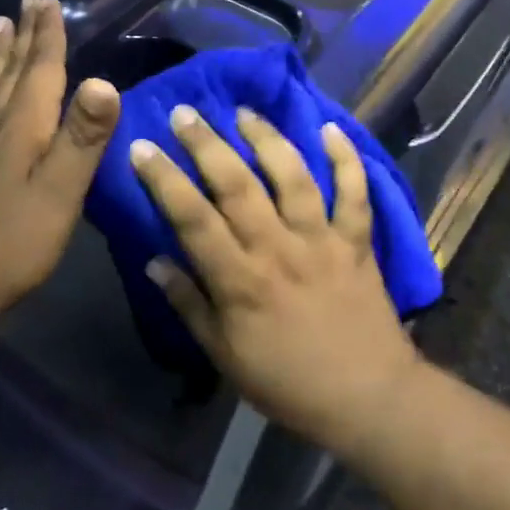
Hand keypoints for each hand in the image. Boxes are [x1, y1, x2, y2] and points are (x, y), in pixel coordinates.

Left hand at [0, 0, 119, 343]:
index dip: (48, 37)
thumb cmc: (17, 241)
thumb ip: (83, 136)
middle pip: (12, 73)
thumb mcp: (62, 190)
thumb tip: (103, 80)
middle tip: (28, 1)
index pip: (41, 71)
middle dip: (24, 36)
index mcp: (25, 128)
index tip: (50, 1)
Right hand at [130, 103, 420, 454]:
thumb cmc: (287, 382)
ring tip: (244, 112)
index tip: (142, 147)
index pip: (192, 218)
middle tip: (186, 112)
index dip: (164, 179)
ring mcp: (322, 239)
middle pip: (238, 184)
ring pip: (292, 176)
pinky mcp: (357, 240)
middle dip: (207, 143)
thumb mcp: (224, 356)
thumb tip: (155, 260)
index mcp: (240, 279)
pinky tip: (331, 128)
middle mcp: (278, 248)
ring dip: (267, 139)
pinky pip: (354, 192)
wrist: (366, 397)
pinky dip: (346, 158)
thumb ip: (189, 305)